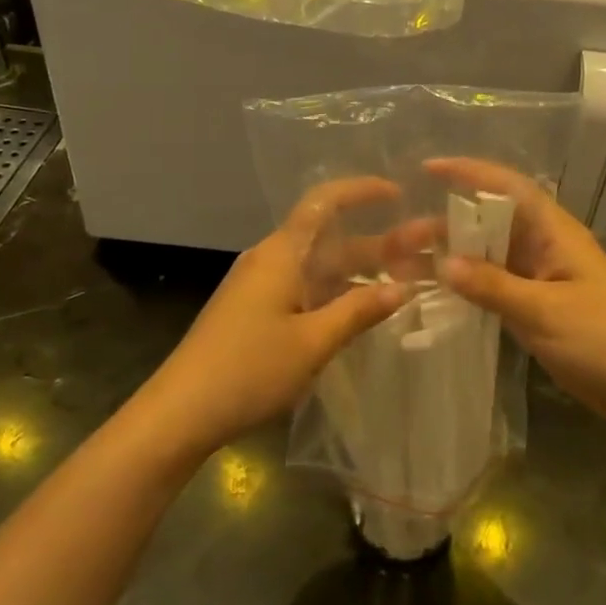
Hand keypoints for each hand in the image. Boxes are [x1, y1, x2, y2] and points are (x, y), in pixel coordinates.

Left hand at [140, 178, 411, 456]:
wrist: (180, 413)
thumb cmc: (247, 370)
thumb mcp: (312, 342)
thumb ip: (358, 311)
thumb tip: (402, 288)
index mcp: (281, 254)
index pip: (324, 203)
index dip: (361, 191)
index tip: (399, 195)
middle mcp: (271, 260)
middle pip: (330, 238)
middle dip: (377, 242)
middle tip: (425, 251)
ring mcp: (262, 287)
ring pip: (320, 266)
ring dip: (361, 271)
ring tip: (408, 280)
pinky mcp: (257, 311)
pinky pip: (307, 288)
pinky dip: (339, 293)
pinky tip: (365, 309)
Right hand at [426, 157, 605, 429]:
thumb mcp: (545, 311)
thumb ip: (493, 286)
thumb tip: (442, 262)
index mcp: (555, 233)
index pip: (509, 187)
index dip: (470, 173)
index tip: (428, 169)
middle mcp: (545, 248)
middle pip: (489, 223)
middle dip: (445, 224)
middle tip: (400, 239)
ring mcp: (540, 278)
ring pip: (487, 256)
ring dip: (451, 256)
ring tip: (405, 266)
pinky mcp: (537, 307)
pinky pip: (494, 285)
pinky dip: (466, 285)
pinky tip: (436, 292)